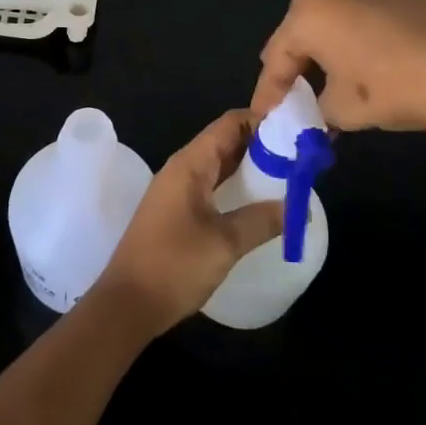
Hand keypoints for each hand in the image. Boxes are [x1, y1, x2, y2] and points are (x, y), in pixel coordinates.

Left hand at [90, 110, 282, 336]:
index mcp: (190, 163)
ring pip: (218, 165)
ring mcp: (176, 190)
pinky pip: (211, 186)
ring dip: (249, 167)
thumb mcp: (224, 243)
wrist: (126, 304)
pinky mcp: (176, 212)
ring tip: (286, 177)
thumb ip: (262, 220)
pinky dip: (235, 187)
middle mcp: (182, 168)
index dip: (261, 120)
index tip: (295, 130)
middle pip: (225, 141)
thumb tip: (298, 207)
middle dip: (261, 145)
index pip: (229, 123)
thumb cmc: (174, 265)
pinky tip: (256, 203)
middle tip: (298, 156)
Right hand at [252, 0, 425, 170]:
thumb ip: (322, 107)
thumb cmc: (399, 87)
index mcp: (310, 13)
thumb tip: (324, 108)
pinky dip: (375, 20)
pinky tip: (391, 45)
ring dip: (337, 30)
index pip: (277, 55)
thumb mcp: (349, 110)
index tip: (266, 116)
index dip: (270, 90)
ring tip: (347, 61)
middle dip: (300, 51)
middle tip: (302, 81)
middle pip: (305, 19)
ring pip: (342, 2)